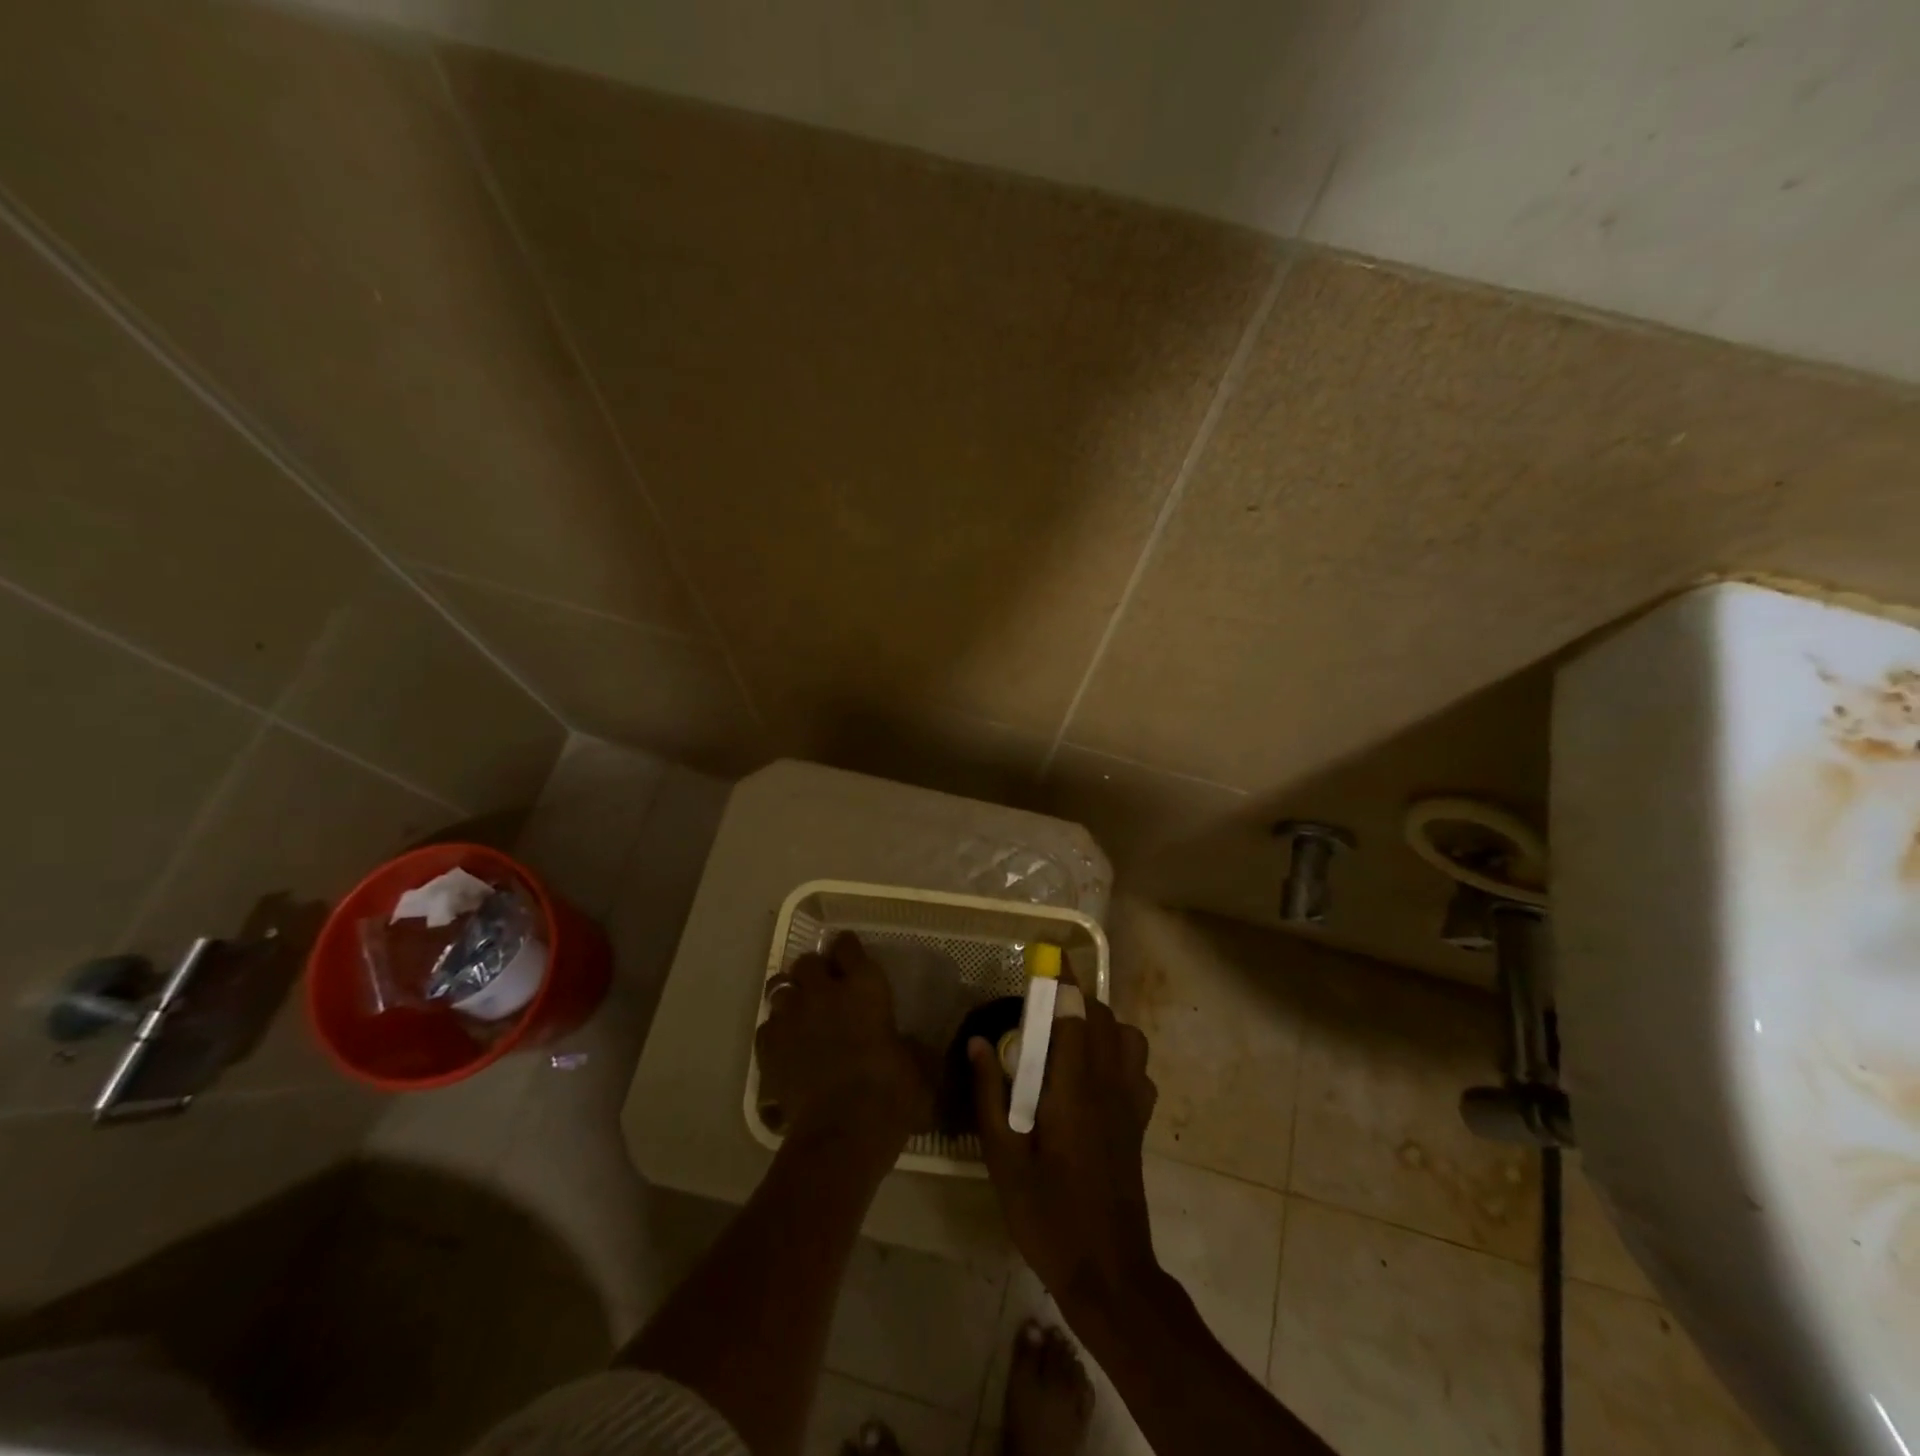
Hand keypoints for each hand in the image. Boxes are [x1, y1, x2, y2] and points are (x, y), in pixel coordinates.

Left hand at [756, 932, 931, 1155]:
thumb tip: (909, 1046)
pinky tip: (785, 1045)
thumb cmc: (890, 1093)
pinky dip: (775, 1030)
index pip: (848, 946)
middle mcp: (824, 991)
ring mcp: (791, 1017)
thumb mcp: (918, 1066)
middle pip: (808, 961)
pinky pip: (767, 1025)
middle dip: (814, 970)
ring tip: (800, 1012)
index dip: (847, 949)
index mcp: (864, 986)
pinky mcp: (768, 1046)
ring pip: (780, 987)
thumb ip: (910, 1046)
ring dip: (791, 995)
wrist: (841, 1132)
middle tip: (824, 988)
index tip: (850, 957)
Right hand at [970, 972, 1160, 1323]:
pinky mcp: (1140, 1123)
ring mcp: (1131, 1103)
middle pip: (1102, 1017)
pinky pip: (1138, 1069)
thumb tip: (980, 1043)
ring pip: (1127, 1037)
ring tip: (1068, 1038)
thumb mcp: (1003, 1159)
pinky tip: (1095, 1077)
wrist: (1109, 1272)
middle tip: (1041, 1007)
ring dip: (1101, 1023)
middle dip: (1075, 999)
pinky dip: (1120, 1055)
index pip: (1073, 1014)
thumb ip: (990, 1095)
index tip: (1046, 957)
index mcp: (1074, 1087)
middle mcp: (1109, 1084)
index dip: (1060, 981)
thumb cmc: (1048, 1215)